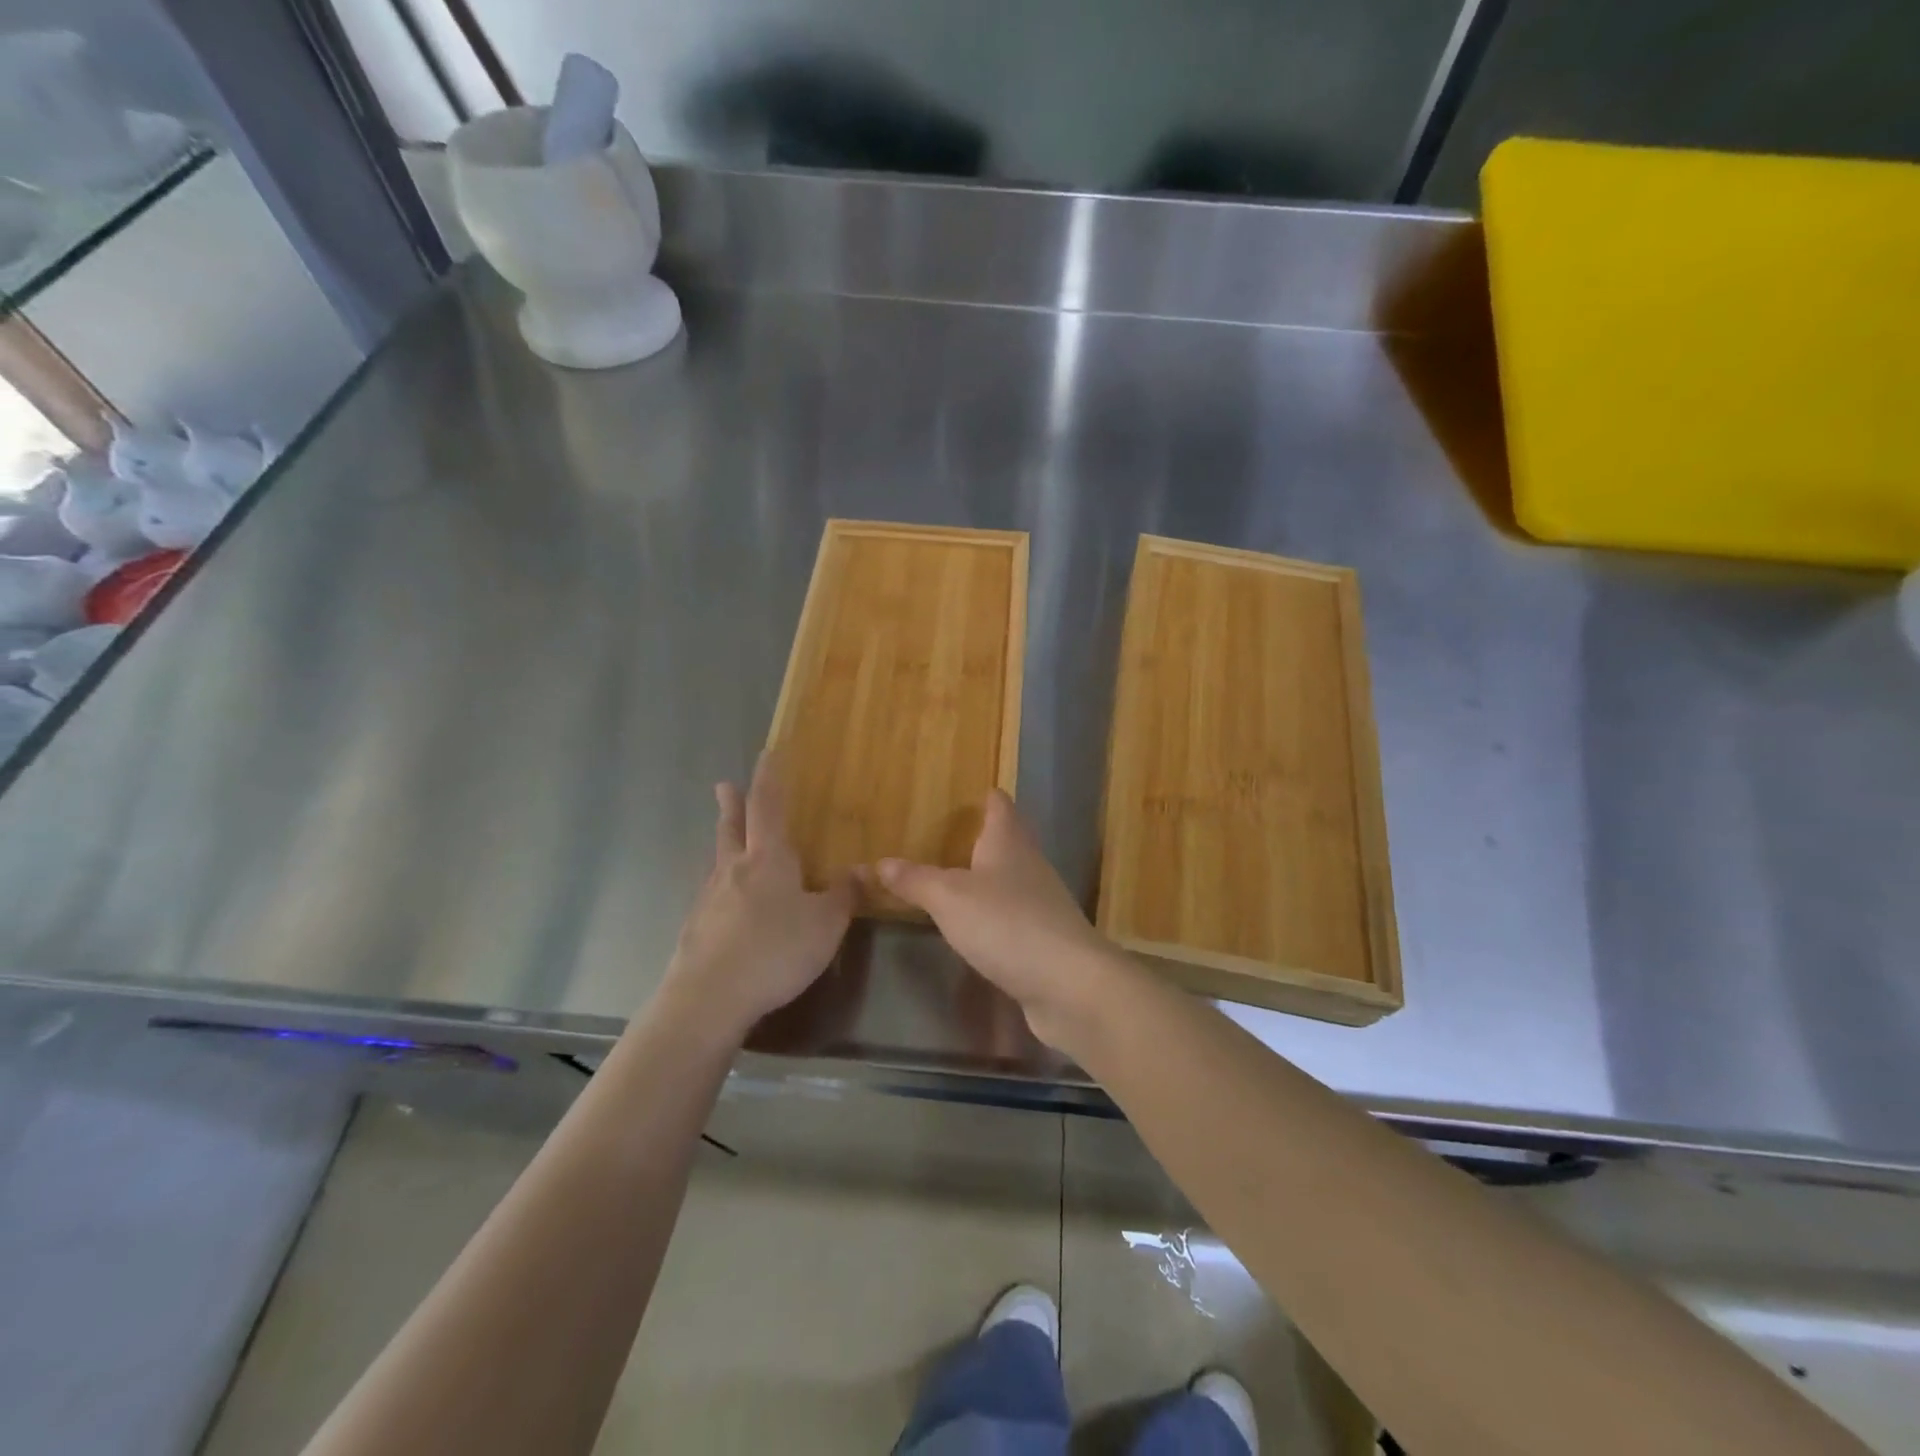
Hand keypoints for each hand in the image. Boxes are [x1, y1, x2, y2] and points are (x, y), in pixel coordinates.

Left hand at [662, 754, 852, 1040]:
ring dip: (722, 841)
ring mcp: (710, 899)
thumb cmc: (775, 951)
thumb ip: (845, 896)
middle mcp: (734, 870)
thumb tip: (864, 869)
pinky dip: (720, 884)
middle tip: (724, 785)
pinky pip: (711, 894)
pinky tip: (724, 901)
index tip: (766, 754)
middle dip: (732, 805)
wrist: (710, 998)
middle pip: (731, 828)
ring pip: (718, 859)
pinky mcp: (696, 928)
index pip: (768, 808)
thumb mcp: (826, 924)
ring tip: (725, 838)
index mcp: (768, 860)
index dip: (769, 780)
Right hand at [872, 791, 1122, 1048]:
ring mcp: (1041, 903)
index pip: (1000, 806)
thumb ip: (915, 880)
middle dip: (985, 836)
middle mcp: (1029, 865)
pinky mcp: (1044, 939)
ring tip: (957, 878)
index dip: (987, 797)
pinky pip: (1014, 915)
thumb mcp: (949, 899)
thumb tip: (878, 862)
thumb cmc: (1006, 924)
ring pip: (1012, 878)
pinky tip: (977, 925)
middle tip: (952, 835)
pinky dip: (995, 914)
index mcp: (1008, 843)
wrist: (1068, 984)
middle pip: (1009, 840)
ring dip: (989, 876)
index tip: (973, 792)